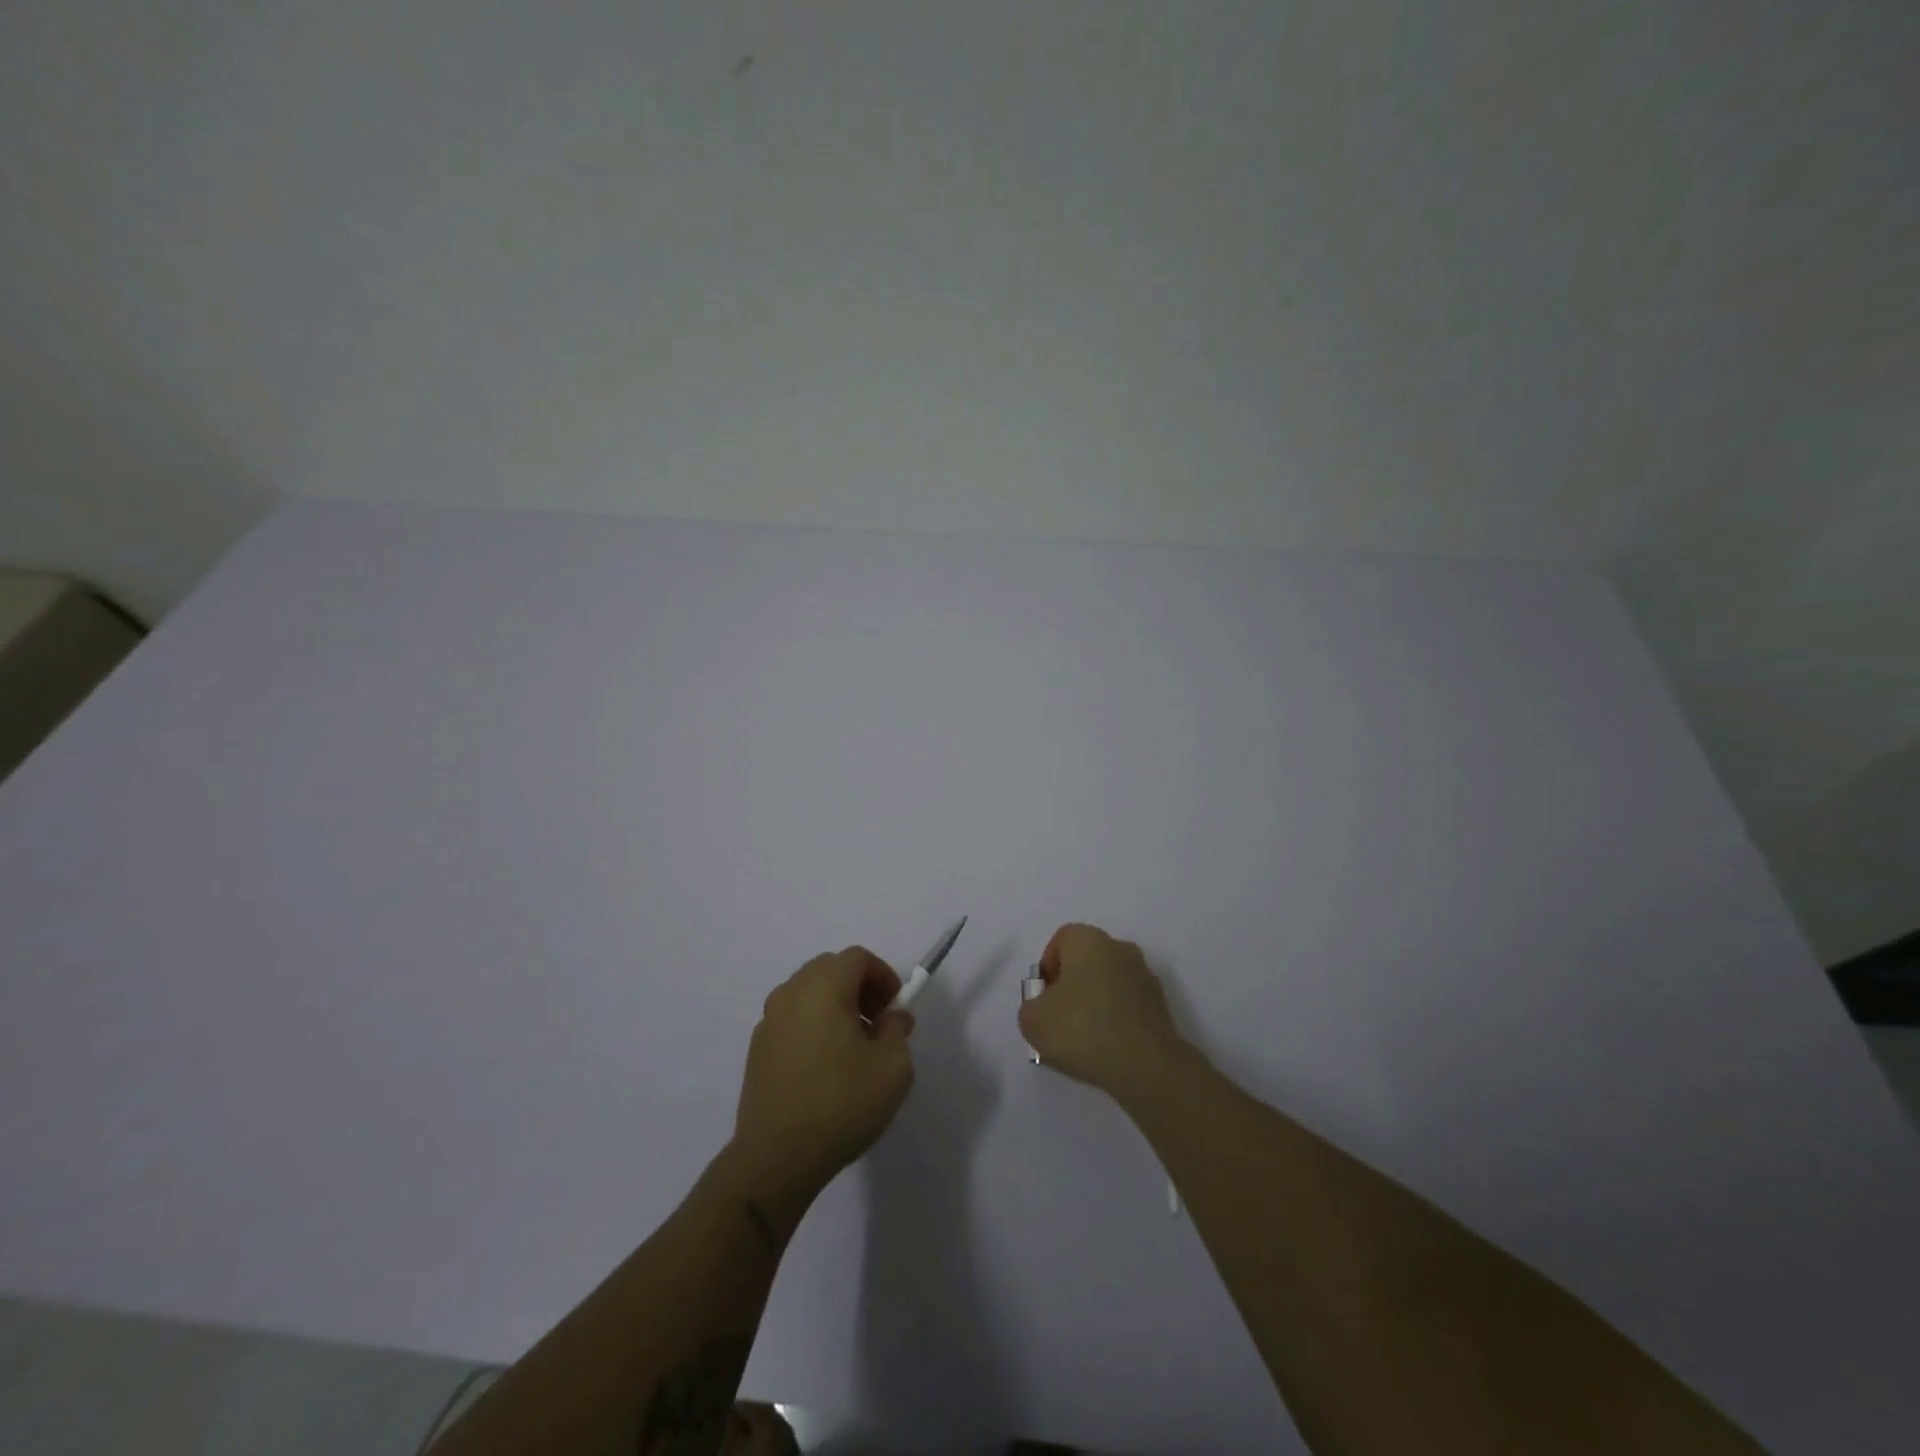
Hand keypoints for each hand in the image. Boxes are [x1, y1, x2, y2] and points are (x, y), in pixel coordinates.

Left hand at [732, 947, 915, 1200]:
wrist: (776, 1157)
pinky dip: (813, 1025)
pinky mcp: (757, 1049)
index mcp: (823, 987)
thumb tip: (891, 1017)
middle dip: (860, 988)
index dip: (883, 976)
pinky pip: (792, 1019)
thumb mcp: (893, 1067)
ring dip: (835, 1006)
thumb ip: (898, 1030)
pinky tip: (825, 1067)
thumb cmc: (841, 1103)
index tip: (896, 1009)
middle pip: (830, 969)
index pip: (857, 958)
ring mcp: (768, 1021)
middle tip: (878, 1024)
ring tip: (853, 1048)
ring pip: (809, 993)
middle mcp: (790, 993)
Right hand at [1020, 923, 1187, 1106]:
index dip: (1048, 966)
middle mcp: (1120, 948)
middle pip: (1086, 960)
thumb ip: (1030, 1007)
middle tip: (1059, 1020)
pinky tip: (1107, 1049)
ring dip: (1094, 1004)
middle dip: (1070, 986)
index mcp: (1089, 940)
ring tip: (1083, 1041)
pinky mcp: (1160, 1005)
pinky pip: (1127, 1005)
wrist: (1146, 1066)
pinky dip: (1115, 1021)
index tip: (1044, 997)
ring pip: (1108, 983)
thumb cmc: (1083, 1030)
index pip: (1062, 939)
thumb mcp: (1033, 1020)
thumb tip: (1045, 1008)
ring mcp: (1144, 976)